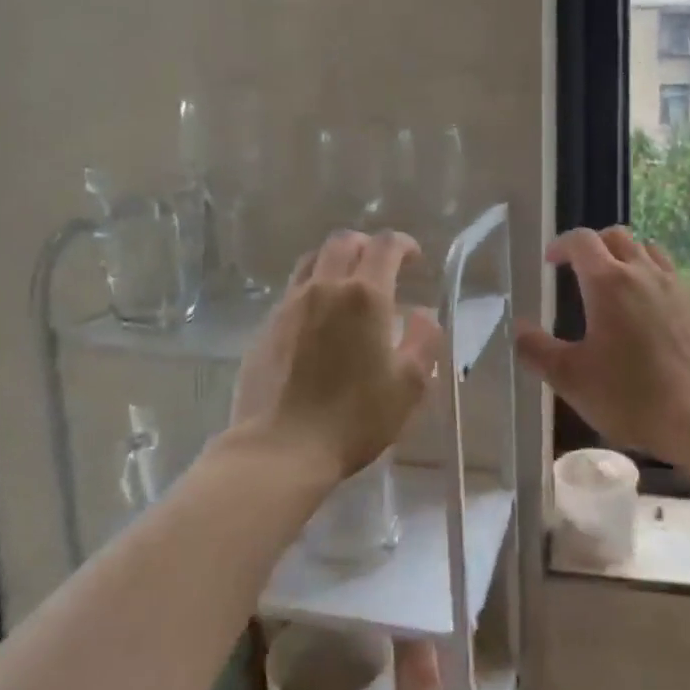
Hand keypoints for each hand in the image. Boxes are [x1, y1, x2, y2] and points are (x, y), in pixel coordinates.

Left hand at [230, 231, 443, 479]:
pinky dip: (312, 290)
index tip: (414, 259)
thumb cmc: (355, 417)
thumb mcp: (409, 385)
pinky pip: (292, 291)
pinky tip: (319, 320)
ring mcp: (290, 305)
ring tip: (347, 286)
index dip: (403, 244)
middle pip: (342, 242)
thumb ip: (424, 340)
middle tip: (381, 266)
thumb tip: (422, 314)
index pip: (385, 246)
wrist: (281, 448)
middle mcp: (324, 288)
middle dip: (366, 245)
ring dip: (335, 261)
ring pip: (312, 261)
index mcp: (365, 295)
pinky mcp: (265, 327)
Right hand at [513, 228, 689, 468]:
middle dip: (593, 245)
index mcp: (608, 282)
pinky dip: (651, 276)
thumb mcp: (570, 379)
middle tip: (578, 269)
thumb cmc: (632, 396)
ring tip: (614, 283)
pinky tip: (648, 309)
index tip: (550, 262)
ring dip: (625, 256)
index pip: (581, 240)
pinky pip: (670, 274)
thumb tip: (518, 329)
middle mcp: (643, 273)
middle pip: (616, 236)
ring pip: (648, 250)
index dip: (561, 245)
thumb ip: (537, 350)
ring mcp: (676, 287)